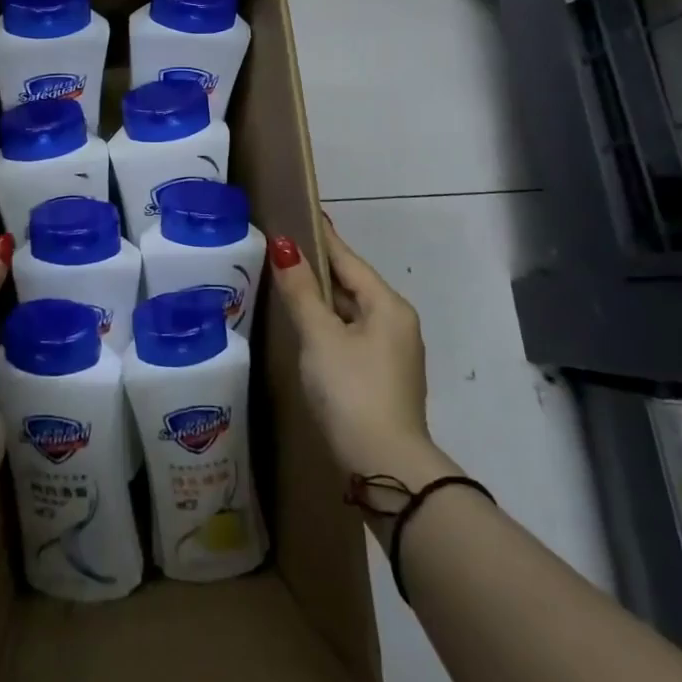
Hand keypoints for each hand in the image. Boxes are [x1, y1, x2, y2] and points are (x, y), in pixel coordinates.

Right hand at [268, 216, 451, 483]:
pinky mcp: (382, 380)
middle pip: (352, 285)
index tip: (304, 212)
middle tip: (285, 248)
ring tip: (290, 283)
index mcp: (387, 306)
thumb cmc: (351, 390)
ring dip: (324, 300)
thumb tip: (285, 246)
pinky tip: (308, 329)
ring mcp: (392, 355)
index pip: (348, 260)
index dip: (323, 237)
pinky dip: (330, 325)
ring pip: (352, 313)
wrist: (385, 469)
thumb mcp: (320, 336)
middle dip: (321, 269)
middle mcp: (396, 324)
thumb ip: (301, 290)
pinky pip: (351, 337)